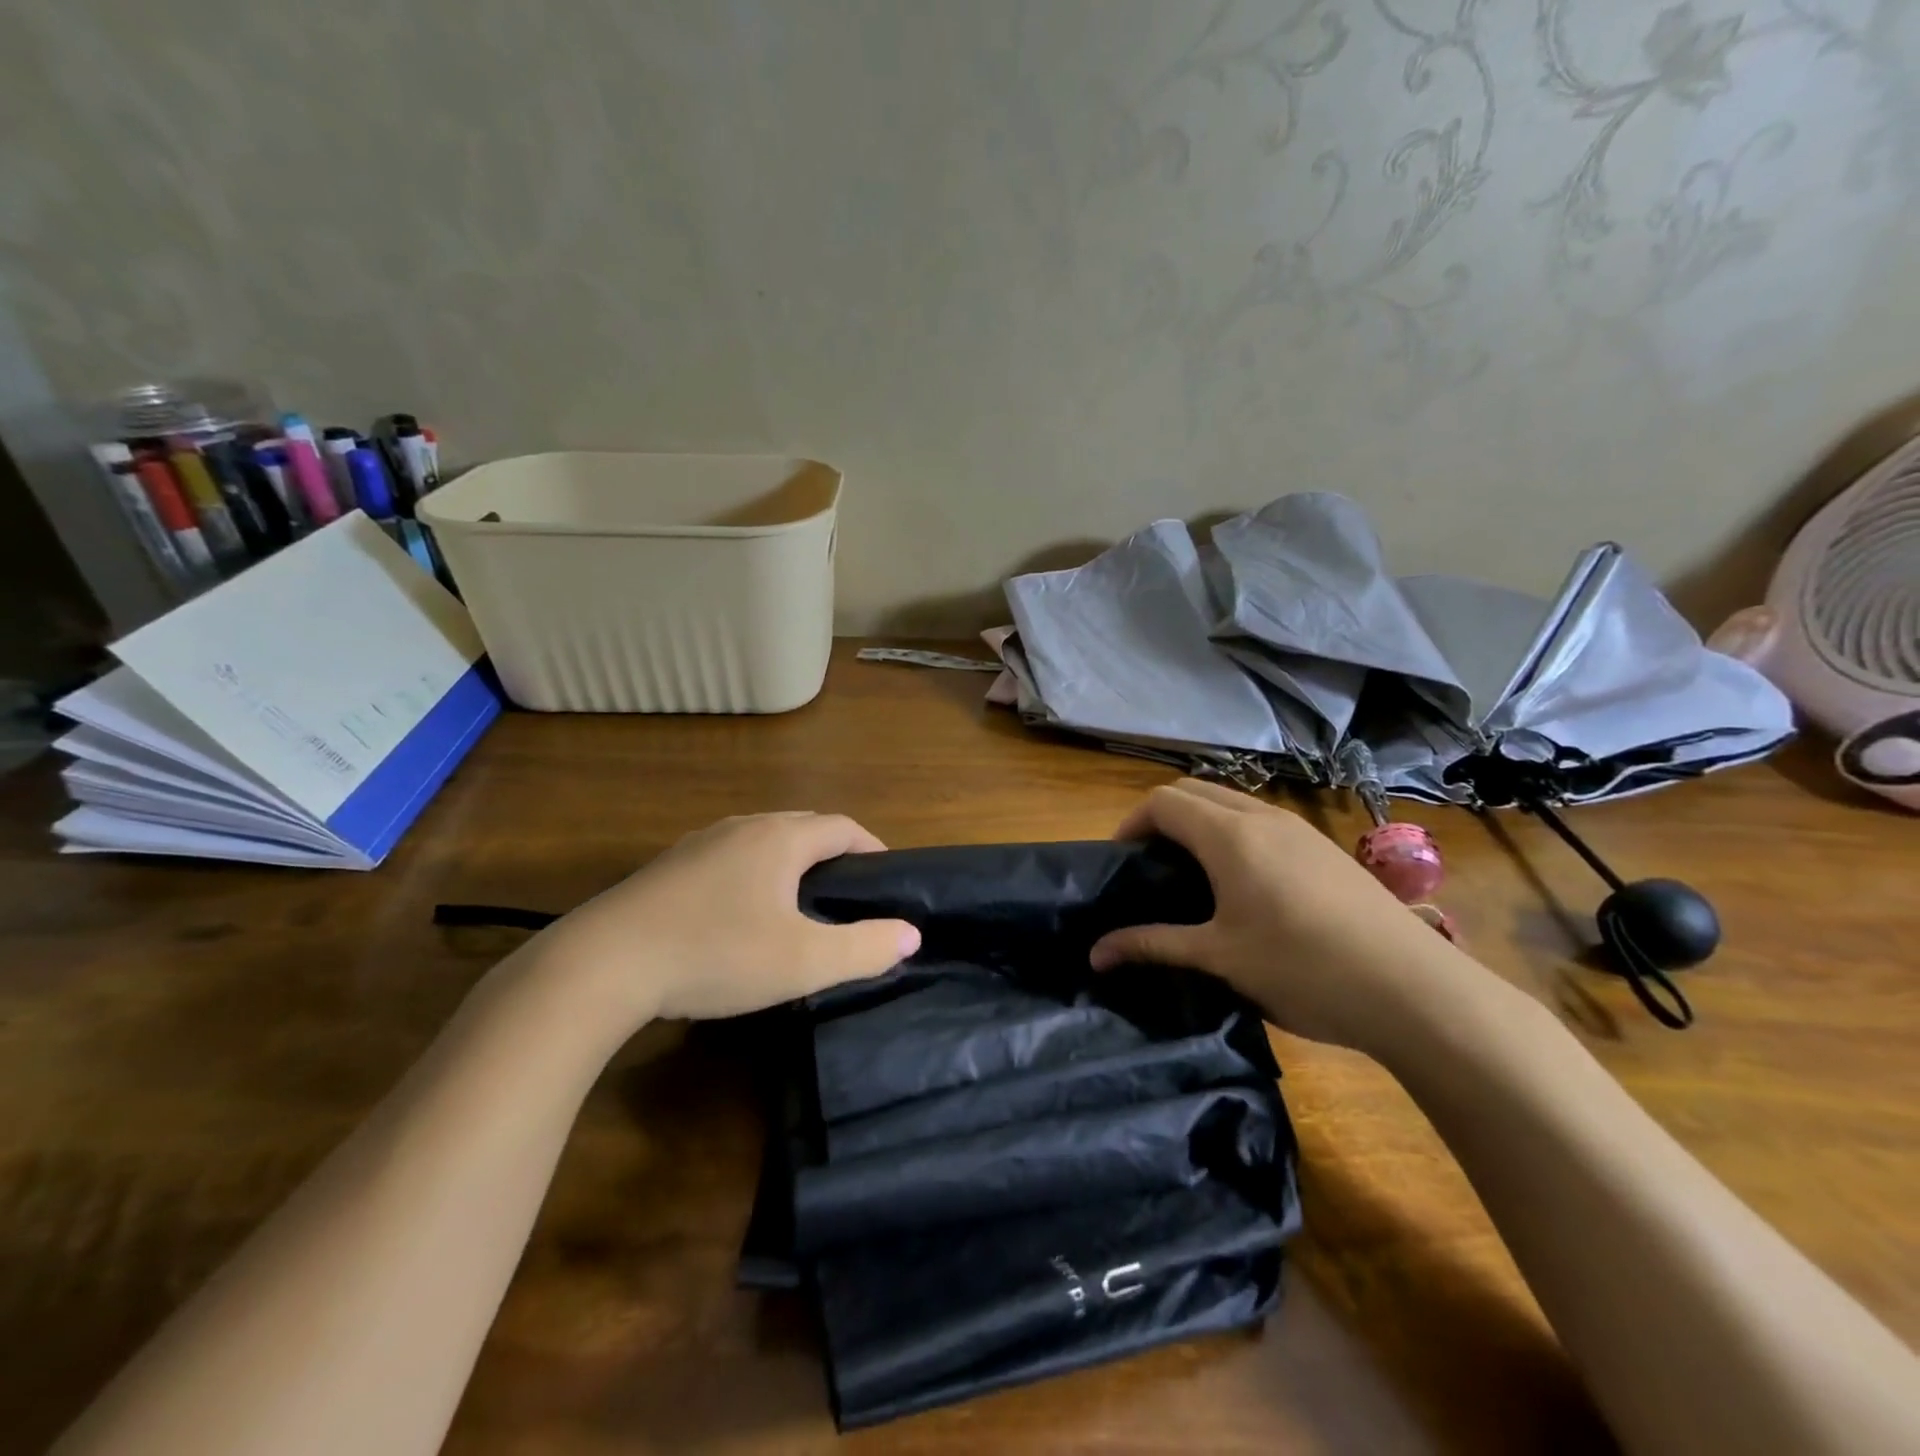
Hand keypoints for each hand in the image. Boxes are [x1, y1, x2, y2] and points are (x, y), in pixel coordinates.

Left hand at [539, 812, 920, 1025]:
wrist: (603, 964)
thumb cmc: (717, 955)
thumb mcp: (803, 961)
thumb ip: (865, 948)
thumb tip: (911, 934)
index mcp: (780, 839)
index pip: (841, 828)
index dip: (870, 847)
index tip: (885, 876)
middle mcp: (742, 827)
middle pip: (802, 826)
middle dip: (831, 851)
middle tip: (847, 891)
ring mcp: (698, 844)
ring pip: (760, 840)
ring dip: (788, 861)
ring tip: (798, 900)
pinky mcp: (666, 868)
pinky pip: (726, 858)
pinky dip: (750, 874)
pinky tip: (738, 912)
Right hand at [1088, 780, 1495, 1055]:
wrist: (1415, 991)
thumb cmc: (1303, 969)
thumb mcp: (1219, 958)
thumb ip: (1153, 945)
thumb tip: (1095, 954)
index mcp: (1229, 835)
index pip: (1163, 801)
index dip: (1132, 823)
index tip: (1121, 863)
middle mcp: (1263, 817)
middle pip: (1195, 790)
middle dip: (1162, 817)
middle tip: (1150, 865)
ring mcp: (1300, 829)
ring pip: (1232, 802)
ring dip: (1201, 822)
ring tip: (1193, 874)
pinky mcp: (1325, 848)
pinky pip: (1263, 821)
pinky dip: (1234, 833)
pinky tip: (1246, 885)